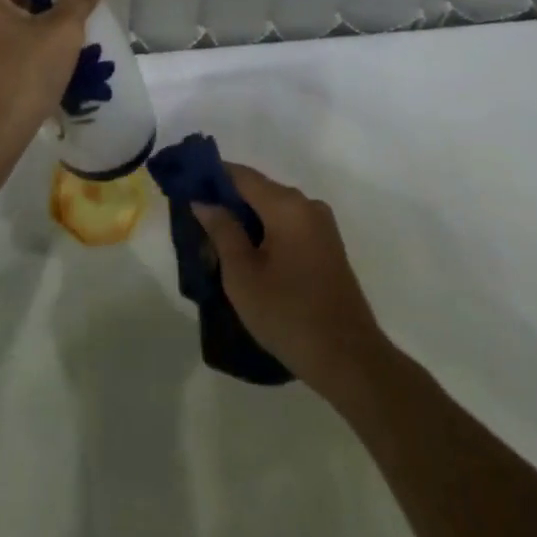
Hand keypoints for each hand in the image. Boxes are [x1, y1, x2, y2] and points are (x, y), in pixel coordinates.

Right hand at [193, 163, 389, 399]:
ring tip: (217, 244)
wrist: (350, 361)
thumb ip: (222, 230)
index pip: (241, 175)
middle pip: (258, 190)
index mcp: (287, 205)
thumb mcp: (242, 275)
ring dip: (246, 220)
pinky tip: (248, 257)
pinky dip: (266, 233)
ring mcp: (321, 226)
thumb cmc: (289, 315)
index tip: (186, 188)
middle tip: (197, 223)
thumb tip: (204, 201)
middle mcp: (307, 205)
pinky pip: (288, 226)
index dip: (211, 177)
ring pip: (273, 210)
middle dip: (227, 202)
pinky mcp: (327, 247)